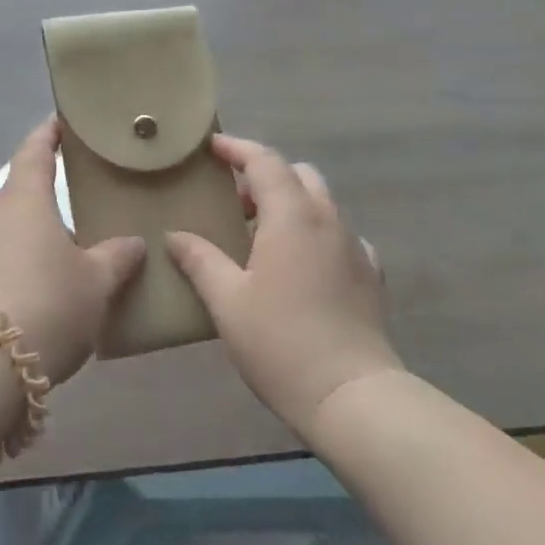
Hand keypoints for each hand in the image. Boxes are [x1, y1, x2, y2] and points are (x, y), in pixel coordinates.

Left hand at [0, 118, 146, 385]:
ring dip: (35, 234)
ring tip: (68, 249)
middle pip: (21, 192)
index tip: (60, 121)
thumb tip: (133, 243)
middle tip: (81, 196)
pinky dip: (21, 263)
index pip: (35, 151)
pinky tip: (42, 287)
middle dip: (47, 193)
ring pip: (10, 229)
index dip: (48, 134)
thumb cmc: (47, 303)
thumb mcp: (95, 283)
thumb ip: (116, 258)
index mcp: (24, 199)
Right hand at [167, 135, 400, 434]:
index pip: (264, 161)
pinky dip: (315, 234)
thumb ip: (200, 260)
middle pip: (298, 174)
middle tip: (233, 198)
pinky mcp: (369, 276)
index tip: (212, 147)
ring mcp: (354, 247)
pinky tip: (300, 264)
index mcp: (292, 216)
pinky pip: (339, 236)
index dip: (237, 148)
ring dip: (290, 203)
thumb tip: (174, 235)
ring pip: (321, 203)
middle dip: (265, 175)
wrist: (353, 397)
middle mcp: (327, 220)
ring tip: (260, 233)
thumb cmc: (281, 342)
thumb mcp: (227, 301)